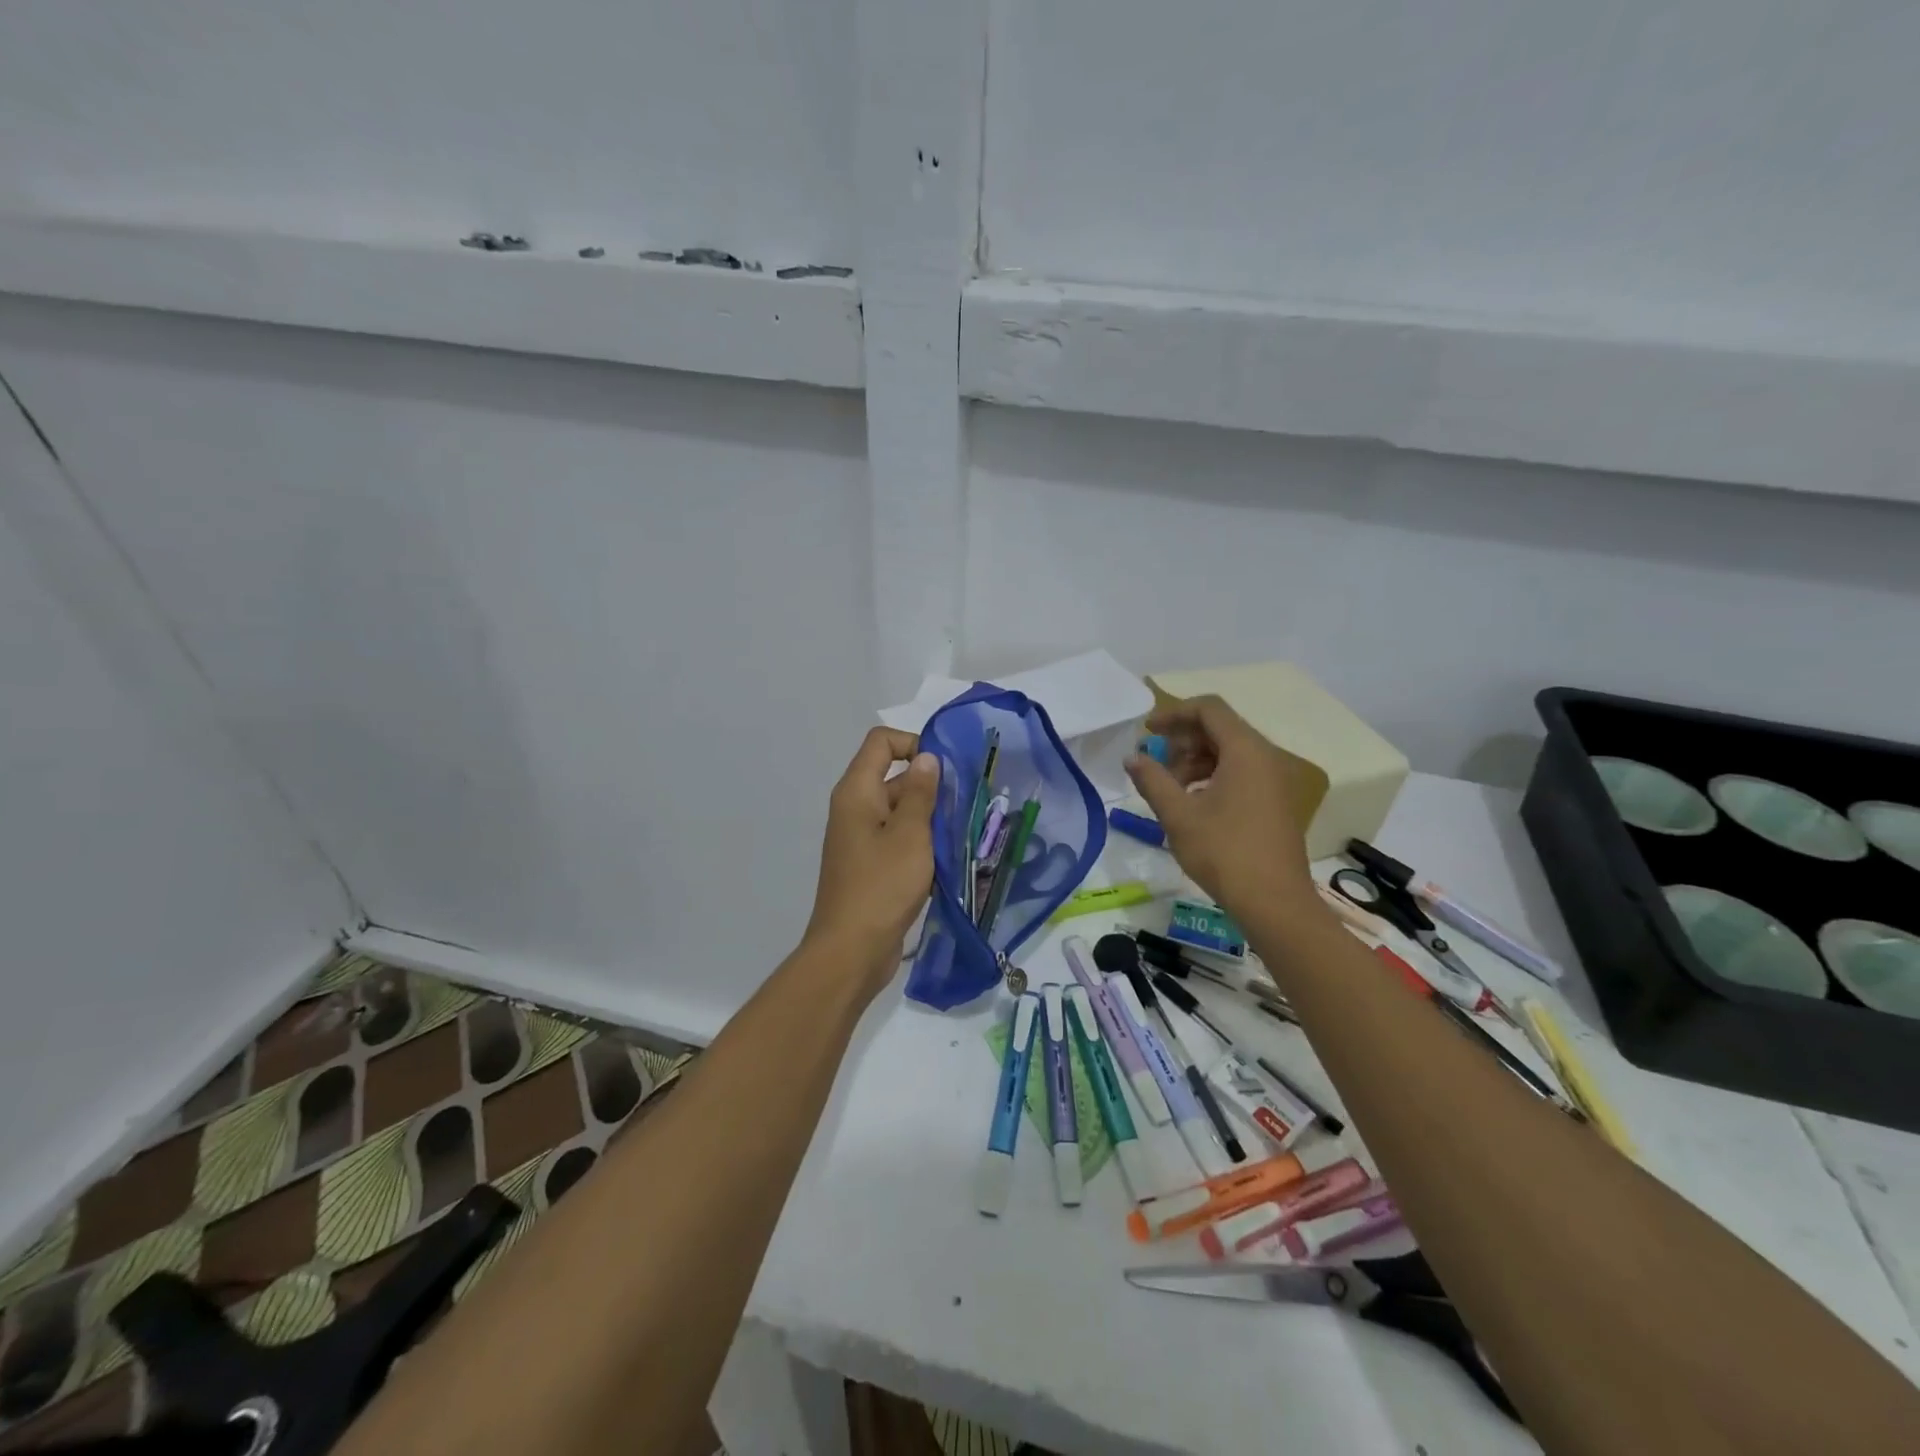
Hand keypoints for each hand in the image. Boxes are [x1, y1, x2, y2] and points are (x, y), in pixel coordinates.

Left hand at [804, 727, 940, 992]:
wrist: (851, 951)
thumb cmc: (881, 886)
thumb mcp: (910, 835)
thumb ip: (920, 793)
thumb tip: (926, 757)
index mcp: (857, 792)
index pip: (881, 742)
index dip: (914, 743)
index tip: (946, 769)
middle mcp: (855, 809)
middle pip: (894, 776)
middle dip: (930, 785)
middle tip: (969, 803)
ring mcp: (861, 839)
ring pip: (900, 811)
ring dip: (930, 817)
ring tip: (966, 831)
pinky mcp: (871, 865)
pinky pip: (899, 840)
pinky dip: (922, 843)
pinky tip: (949, 859)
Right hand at [1125, 696, 1314, 917]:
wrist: (1275, 903)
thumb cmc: (1224, 853)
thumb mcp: (1178, 816)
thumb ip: (1152, 780)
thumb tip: (1132, 758)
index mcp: (1245, 751)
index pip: (1208, 709)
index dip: (1174, 713)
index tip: (1146, 733)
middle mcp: (1264, 757)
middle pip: (1219, 729)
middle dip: (1181, 741)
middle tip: (1154, 766)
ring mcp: (1273, 780)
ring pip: (1228, 752)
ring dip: (1194, 761)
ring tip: (1169, 790)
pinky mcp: (1274, 801)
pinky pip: (1239, 773)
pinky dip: (1211, 777)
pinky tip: (1192, 805)